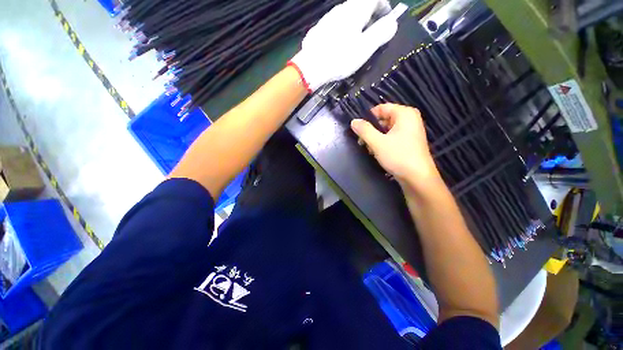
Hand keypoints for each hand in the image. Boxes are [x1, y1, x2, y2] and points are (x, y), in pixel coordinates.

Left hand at [290, 0, 404, 91]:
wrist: (310, 67)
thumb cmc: (340, 58)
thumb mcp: (365, 48)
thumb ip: (380, 33)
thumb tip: (392, 23)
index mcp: (356, 10)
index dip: (385, 6)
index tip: (387, 20)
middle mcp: (341, 8)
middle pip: (361, 5)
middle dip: (371, 16)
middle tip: (373, 35)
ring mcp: (328, 18)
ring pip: (348, 15)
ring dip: (357, 24)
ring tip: (357, 43)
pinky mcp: (320, 29)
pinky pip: (337, 24)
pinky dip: (344, 31)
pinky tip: (341, 47)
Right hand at [350, 104, 440, 186]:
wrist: (417, 178)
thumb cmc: (398, 156)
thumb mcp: (377, 142)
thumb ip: (364, 130)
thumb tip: (353, 121)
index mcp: (405, 114)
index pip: (381, 108)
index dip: (368, 118)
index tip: (359, 130)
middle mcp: (409, 119)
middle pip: (383, 119)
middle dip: (371, 130)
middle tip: (362, 142)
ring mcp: (410, 131)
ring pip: (386, 129)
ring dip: (375, 138)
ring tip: (369, 149)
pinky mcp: (409, 142)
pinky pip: (392, 137)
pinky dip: (383, 143)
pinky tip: (377, 152)